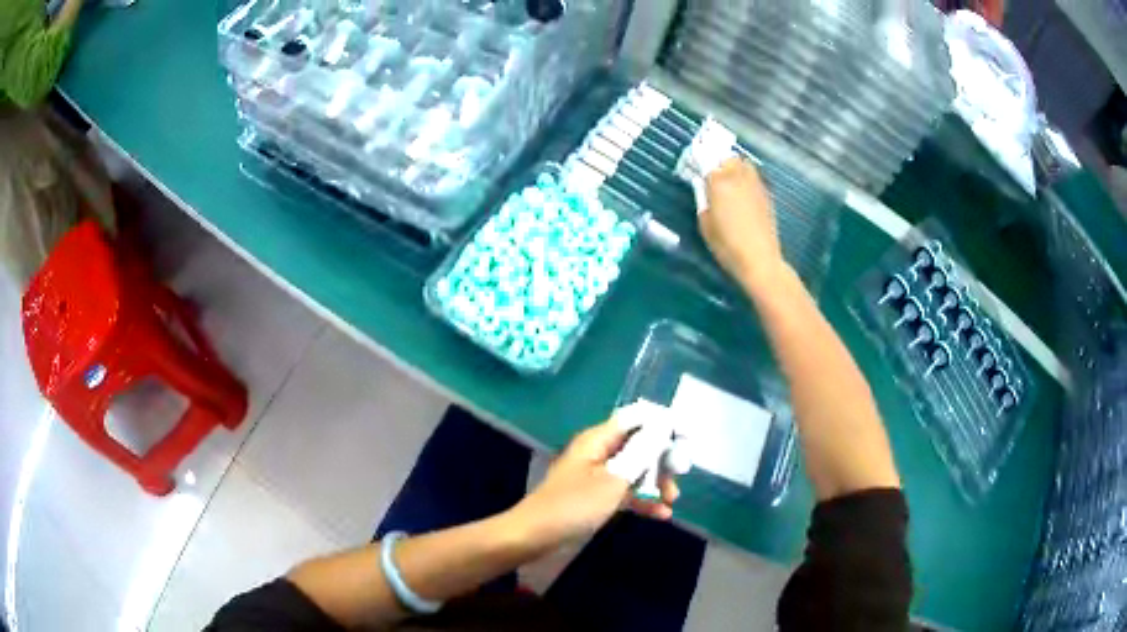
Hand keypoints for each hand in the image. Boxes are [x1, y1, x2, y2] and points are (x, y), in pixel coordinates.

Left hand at [512, 410, 680, 547]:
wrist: (536, 536)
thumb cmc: (574, 505)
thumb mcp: (614, 480)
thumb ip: (641, 453)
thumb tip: (662, 426)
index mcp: (599, 439)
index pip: (636, 419)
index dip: (662, 424)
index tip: (686, 437)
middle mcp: (599, 452)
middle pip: (639, 445)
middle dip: (661, 460)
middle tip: (679, 478)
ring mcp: (597, 475)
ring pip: (635, 470)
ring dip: (655, 483)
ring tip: (672, 500)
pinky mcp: (595, 496)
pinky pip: (625, 491)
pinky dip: (642, 500)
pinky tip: (662, 514)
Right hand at [698, 159, 785, 292]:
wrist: (759, 259)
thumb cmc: (727, 245)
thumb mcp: (705, 224)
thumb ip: (702, 200)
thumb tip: (702, 187)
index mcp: (719, 182)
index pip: (706, 160)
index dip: (699, 161)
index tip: (693, 168)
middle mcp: (738, 177)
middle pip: (728, 158)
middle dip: (719, 162)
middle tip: (712, 175)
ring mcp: (755, 184)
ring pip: (744, 164)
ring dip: (735, 168)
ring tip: (729, 182)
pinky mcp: (766, 195)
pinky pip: (754, 177)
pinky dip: (747, 179)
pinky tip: (743, 194)